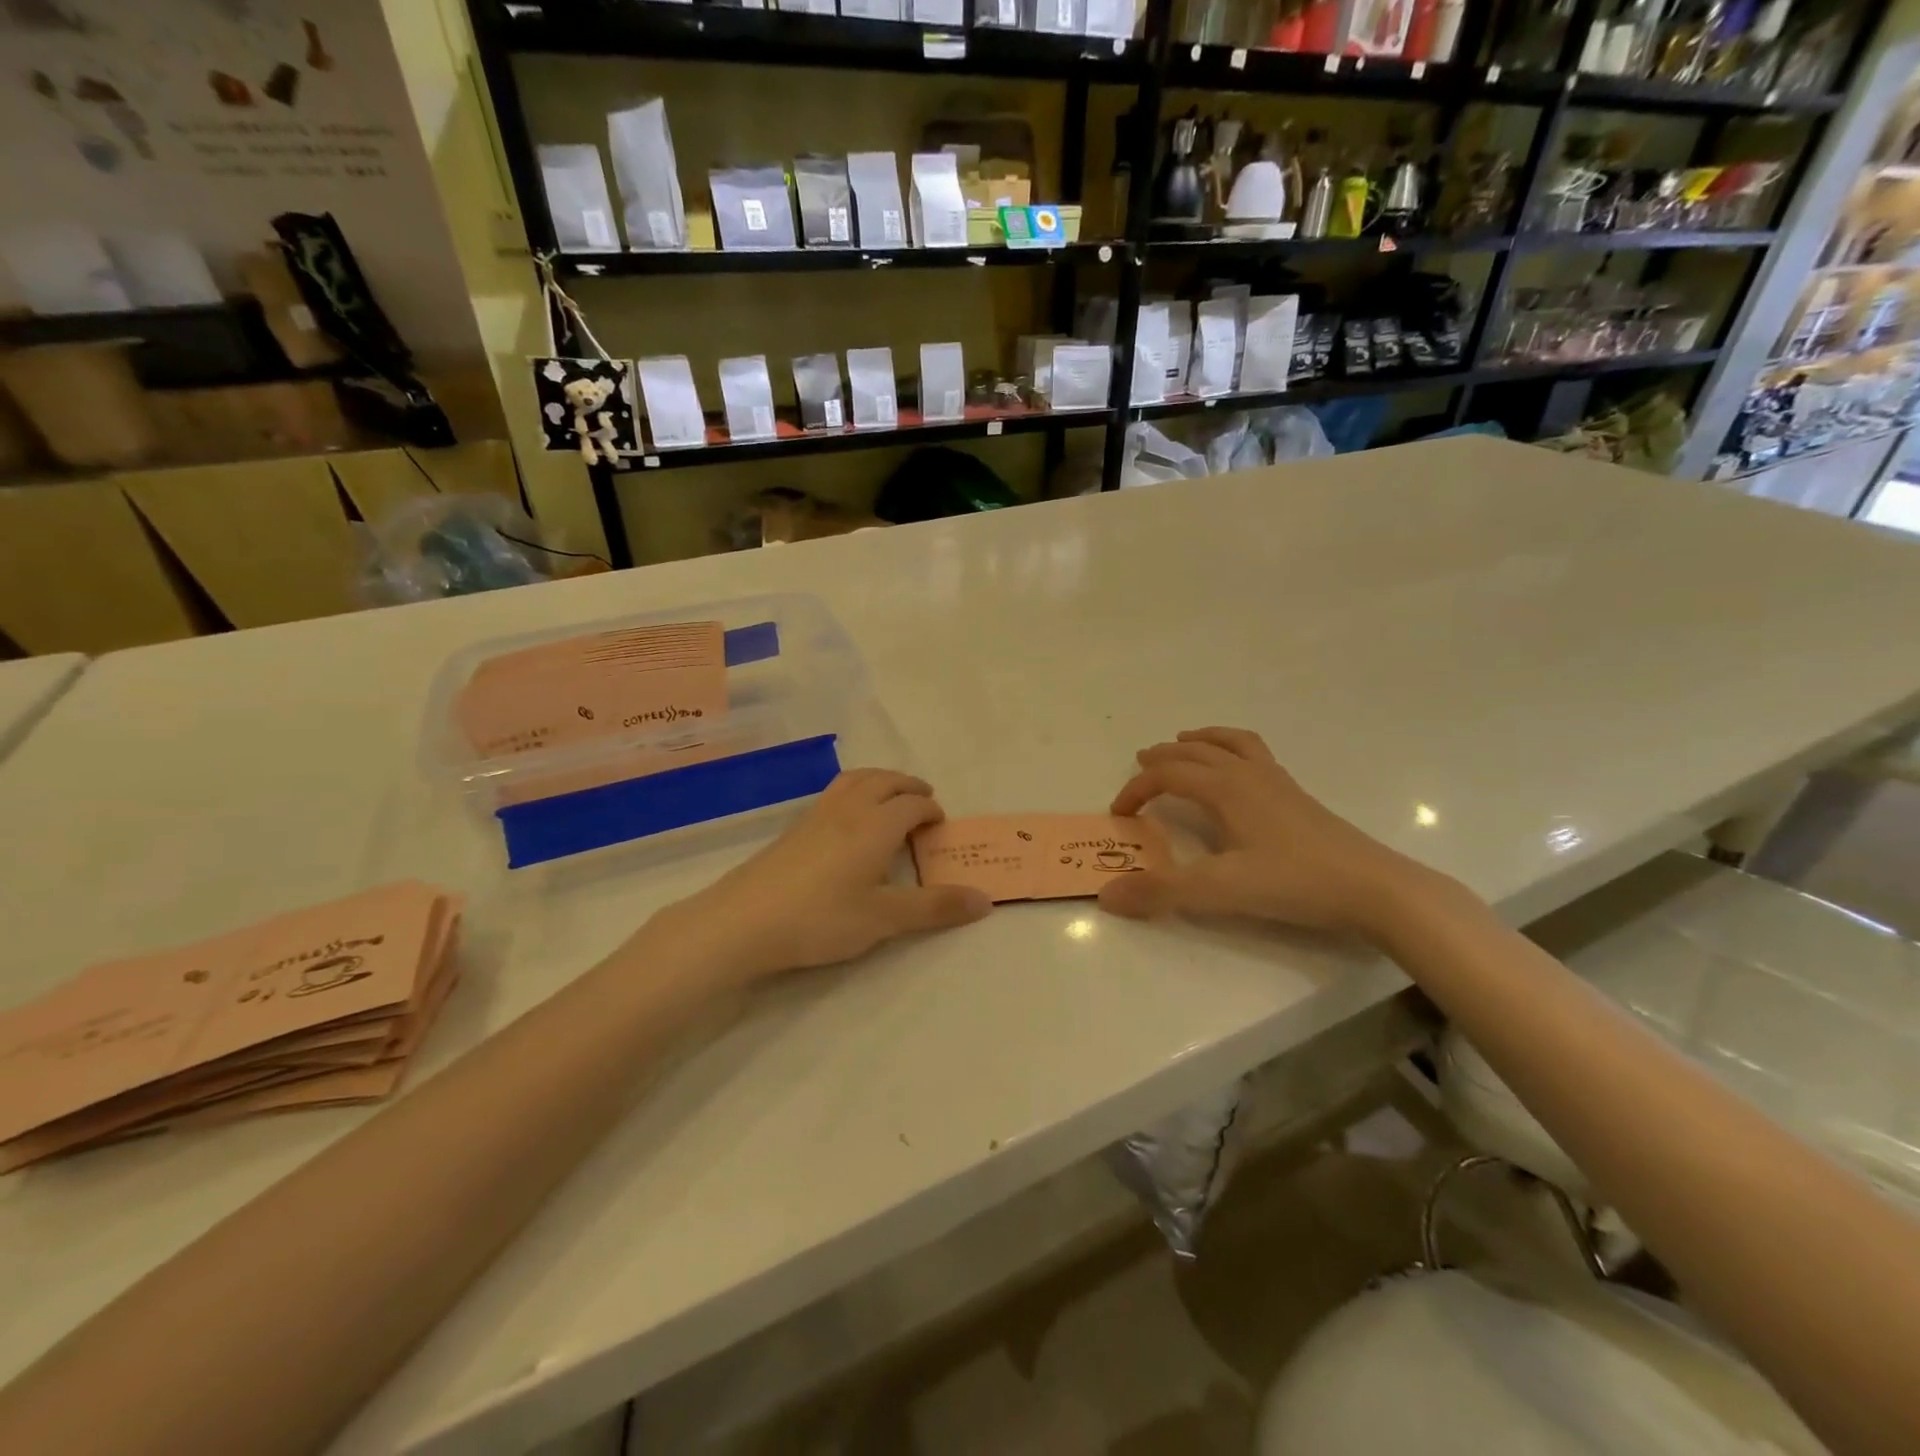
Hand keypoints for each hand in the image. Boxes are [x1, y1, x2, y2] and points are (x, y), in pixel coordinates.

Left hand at [653, 769, 991, 983]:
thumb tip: (985, 901)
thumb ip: (935, 907)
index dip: (930, 810)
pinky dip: (855, 791)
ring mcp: (817, 815)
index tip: (940, 826)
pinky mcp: (793, 828)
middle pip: (885, 781)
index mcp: (877, 825)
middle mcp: (849, 809)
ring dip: (880, 781)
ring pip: (856, 780)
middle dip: (909, 786)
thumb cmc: (822, 918)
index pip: (912, 804)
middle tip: (923, 801)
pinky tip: (848, 820)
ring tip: (889, 798)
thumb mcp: (884, 918)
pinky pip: (835, 792)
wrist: (744, 921)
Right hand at [1098, 727, 1422, 936]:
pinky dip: (1234, 750)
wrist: (1373, 888)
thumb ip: (1162, 891)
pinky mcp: (1298, 797)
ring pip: (1231, 744)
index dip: (1136, 789)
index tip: (1118, 814)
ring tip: (1186, 742)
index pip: (1167, 775)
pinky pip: (1257, 755)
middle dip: (1164, 755)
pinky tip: (1239, 773)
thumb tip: (1106, 895)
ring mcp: (1277, 782)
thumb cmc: (1293, 883)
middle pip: (1196, 751)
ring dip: (1202, 740)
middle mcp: (1248, 775)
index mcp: (1225, 788)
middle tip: (1141, 761)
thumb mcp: (1219, 890)